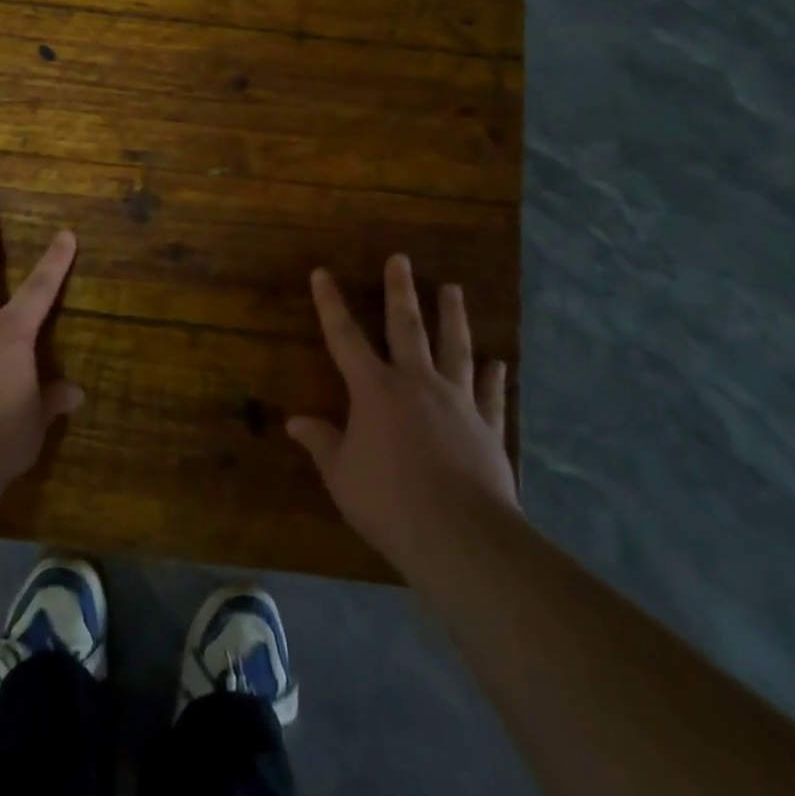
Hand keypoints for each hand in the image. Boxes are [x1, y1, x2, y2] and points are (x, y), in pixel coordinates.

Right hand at [288, 256, 519, 572]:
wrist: (460, 536)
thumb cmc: (388, 502)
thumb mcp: (341, 475)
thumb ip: (321, 443)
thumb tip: (295, 422)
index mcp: (374, 390)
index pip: (344, 337)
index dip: (330, 304)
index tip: (322, 273)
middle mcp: (416, 383)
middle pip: (405, 328)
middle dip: (400, 291)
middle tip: (401, 259)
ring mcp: (457, 402)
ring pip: (454, 349)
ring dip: (452, 317)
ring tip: (453, 289)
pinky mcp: (487, 428)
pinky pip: (491, 395)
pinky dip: (494, 378)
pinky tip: (499, 363)